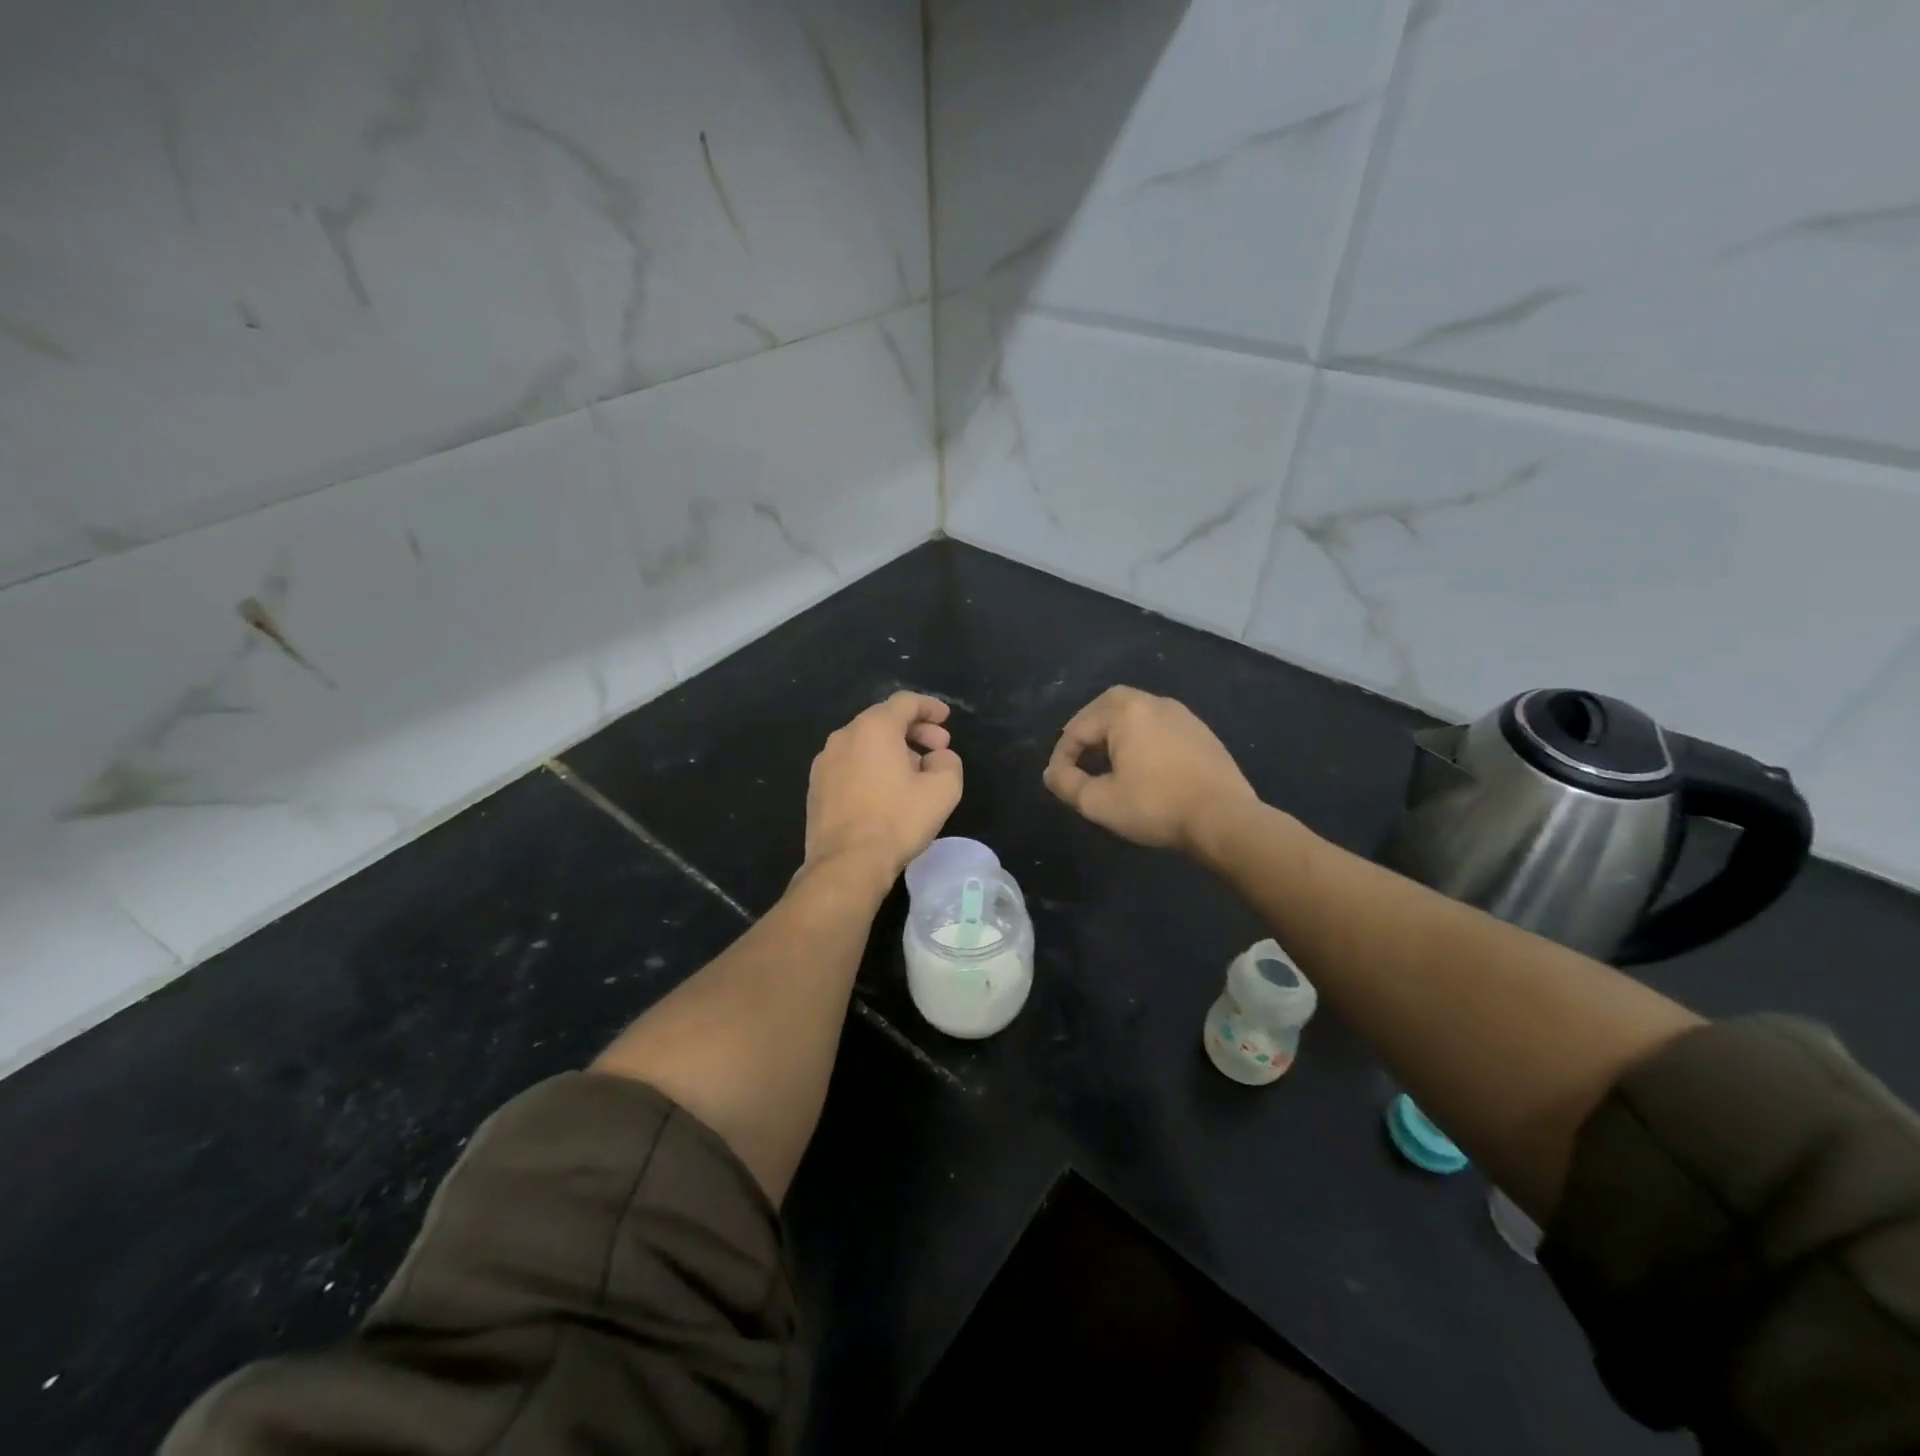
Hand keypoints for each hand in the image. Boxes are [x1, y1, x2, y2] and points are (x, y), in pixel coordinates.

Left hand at [804, 692, 962, 885]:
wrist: (846, 864)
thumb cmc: (897, 821)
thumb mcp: (942, 790)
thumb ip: (948, 762)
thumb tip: (937, 758)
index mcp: (873, 728)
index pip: (905, 702)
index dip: (930, 707)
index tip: (946, 719)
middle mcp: (843, 736)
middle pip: (883, 720)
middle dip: (915, 730)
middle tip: (938, 748)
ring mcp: (824, 762)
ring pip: (865, 743)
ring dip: (893, 750)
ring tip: (915, 772)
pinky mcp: (816, 787)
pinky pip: (850, 764)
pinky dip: (872, 766)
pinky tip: (886, 792)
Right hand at [1044, 687, 1257, 853]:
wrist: (1224, 818)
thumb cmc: (1155, 806)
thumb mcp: (1099, 802)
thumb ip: (1066, 784)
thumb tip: (1052, 772)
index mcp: (1125, 711)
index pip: (1077, 727)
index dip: (1062, 755)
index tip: (1059, 781)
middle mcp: (1153, 702)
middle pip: (1107, 707)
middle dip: (1087, 731)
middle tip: (1078, 759)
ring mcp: (1182, 714)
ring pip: (1135, 715)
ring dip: (1115, 734)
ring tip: (1108, 764)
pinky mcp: (1201, 732)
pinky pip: (1159, 727)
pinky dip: (1142, 739)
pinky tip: (1144, 768)